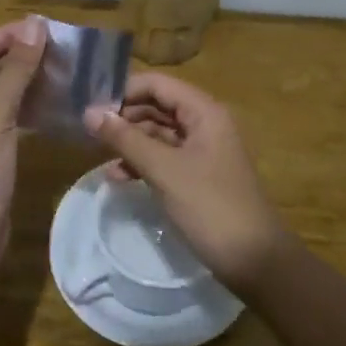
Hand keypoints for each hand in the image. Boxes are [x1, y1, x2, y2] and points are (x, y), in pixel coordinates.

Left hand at [0, 16, 48, 251]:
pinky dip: (22, 107)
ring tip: (57, 67)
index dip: (3, 36)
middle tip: (54, 46)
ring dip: (21, 81)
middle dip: (14, 57)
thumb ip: (16, 68)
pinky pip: (2, 118)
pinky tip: (50, 101)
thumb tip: (35, 25)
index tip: (39, 27)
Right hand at [85, 73, 294, 293]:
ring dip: (130, 141)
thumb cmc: (210, 206)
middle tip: (90, 131)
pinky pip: (165, 158)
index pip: (158, 84)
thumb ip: (125, 138)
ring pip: (159, 133)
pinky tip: (118, 177)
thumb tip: (89, 112)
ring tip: (99, 155)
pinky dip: (142, 163)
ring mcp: (203, 151)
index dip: (124, 90)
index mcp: (204, 112)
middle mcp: (205, 124)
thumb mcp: (163, 170)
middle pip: (158, 106)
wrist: (256, 261)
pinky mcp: (199, 176)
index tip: (92, 106)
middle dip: (125, 116)